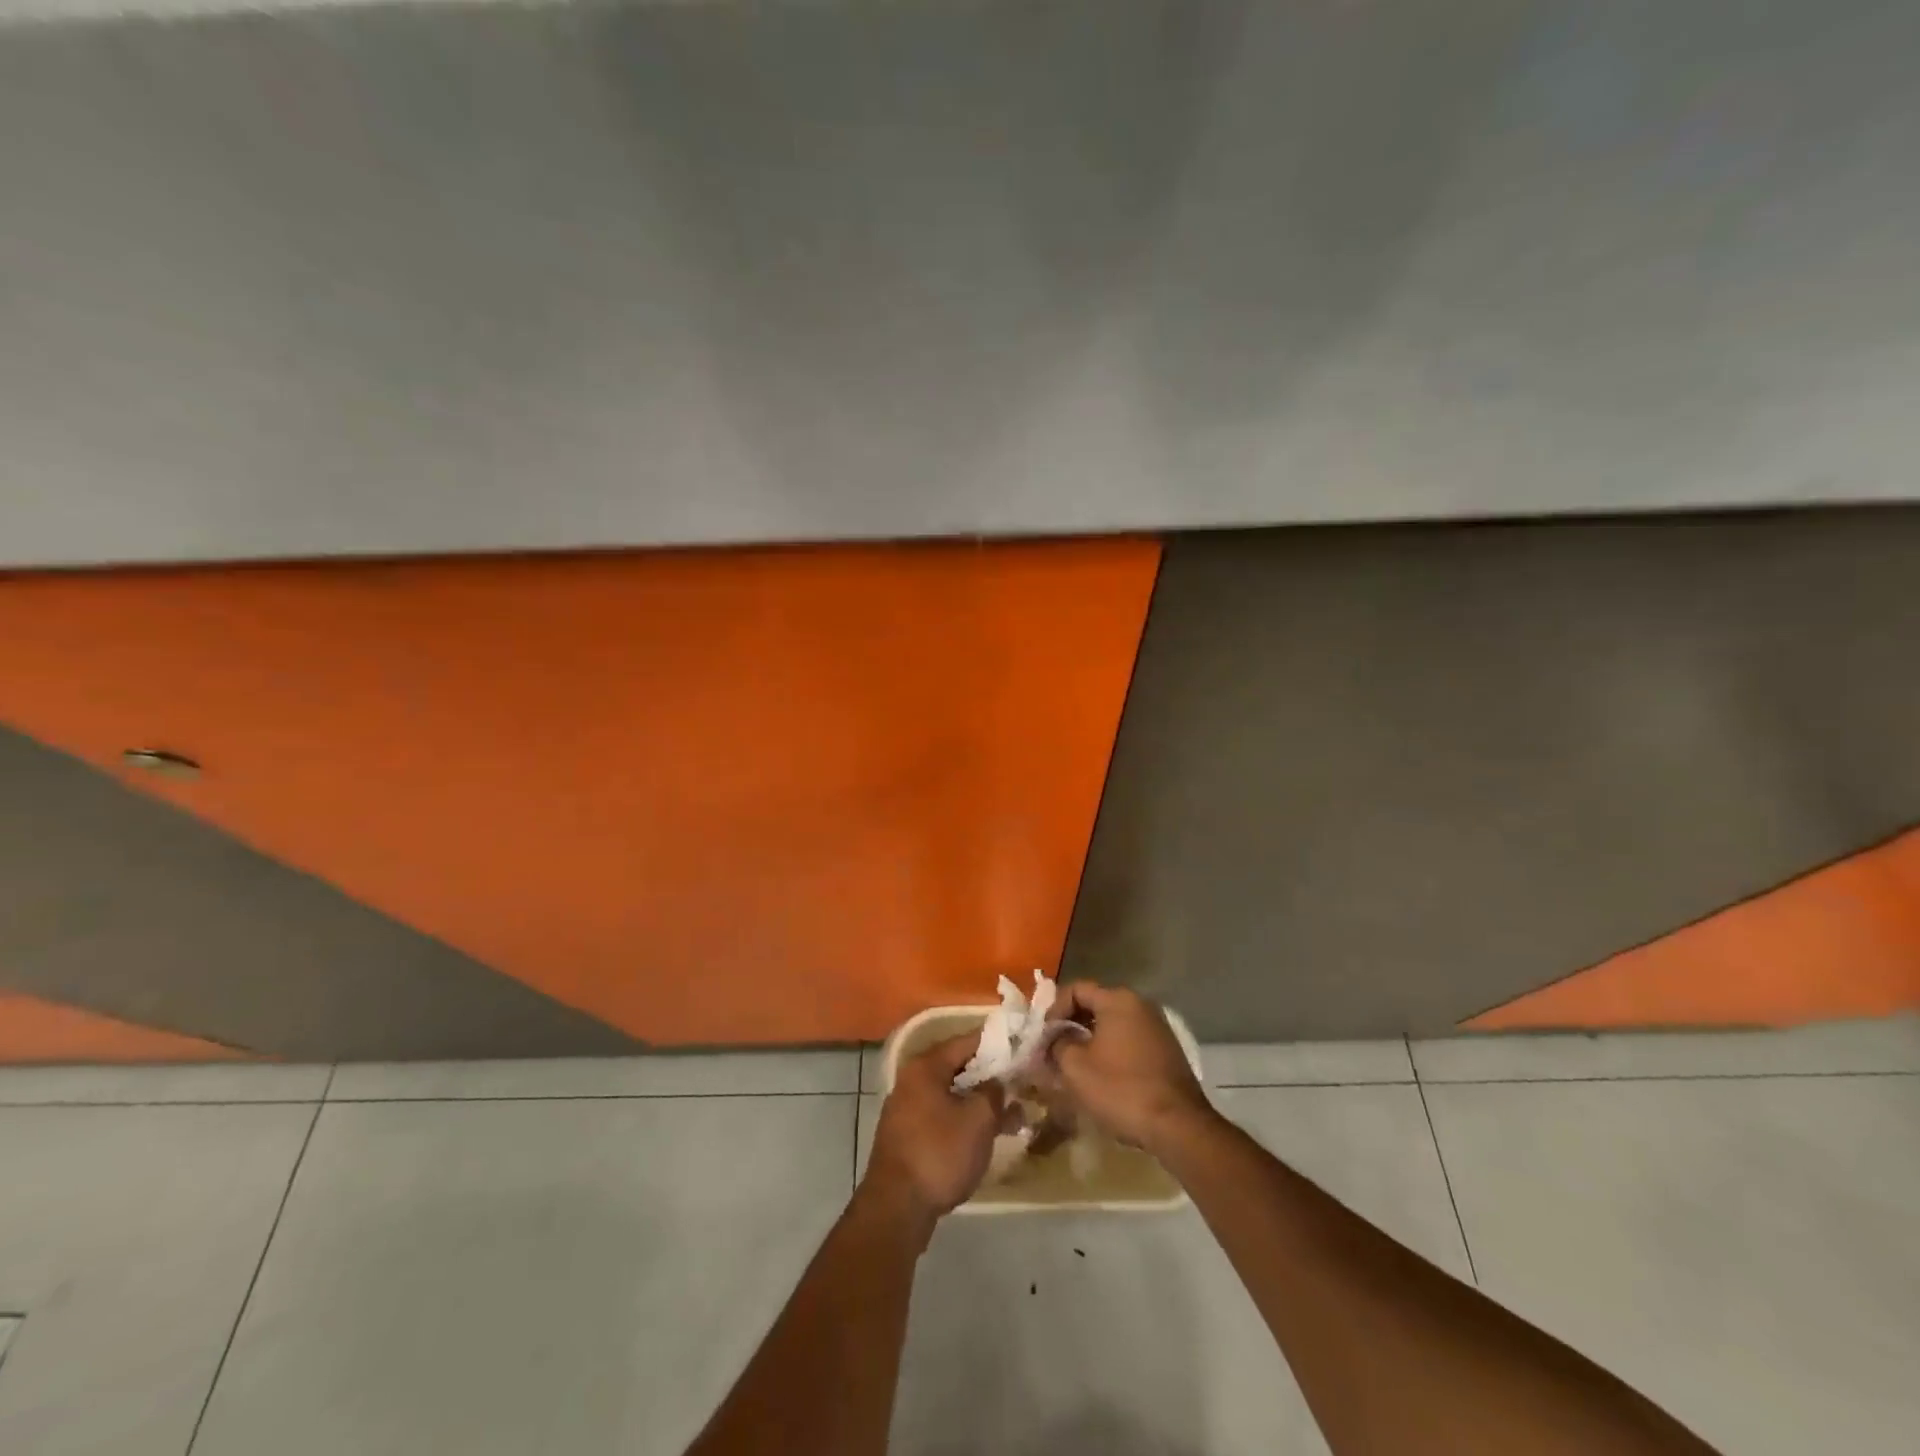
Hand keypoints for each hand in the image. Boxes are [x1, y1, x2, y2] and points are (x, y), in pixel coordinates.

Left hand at [863, 1033, 1005, 1227]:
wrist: (897, 1207)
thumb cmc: (940, 1153)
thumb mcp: (978, 1119)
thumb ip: (993, 1093)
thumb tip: (997, 1083)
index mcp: (926, 1067)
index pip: (966, 1042)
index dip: (995, 1043)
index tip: (1020, 1045)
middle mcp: (912, 1080)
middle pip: (957, 1068)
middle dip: (989, 1076)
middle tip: (1020, 1082)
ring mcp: (906, 1109)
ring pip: (951, 1095)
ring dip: (979, 1102)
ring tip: (1011, 1114)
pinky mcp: (907, 1135)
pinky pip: (942, 1115)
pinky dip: (964, 1119)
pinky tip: (986, 1135)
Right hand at [1047, 982, 1212, 1154]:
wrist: (1178, 1125)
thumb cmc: (1121, 1089)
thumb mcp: (1076, 1068)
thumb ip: (1057, 1044)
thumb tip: (1055, 1039)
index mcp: (1118, 1000)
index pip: (1075, 989)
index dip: (1054, 1010)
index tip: (1044, 1037)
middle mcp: (1140, 1004)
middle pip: (1095, 1004)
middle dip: (1071, 1026)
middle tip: (1054, 1051)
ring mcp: (1157, 1026)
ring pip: (1112, 1024)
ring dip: (1090, 1040)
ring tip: (1074, 1066)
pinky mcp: (1166, 1049)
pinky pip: (1129, 1040)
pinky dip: (1111, 1050)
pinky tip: (1101, 1075)